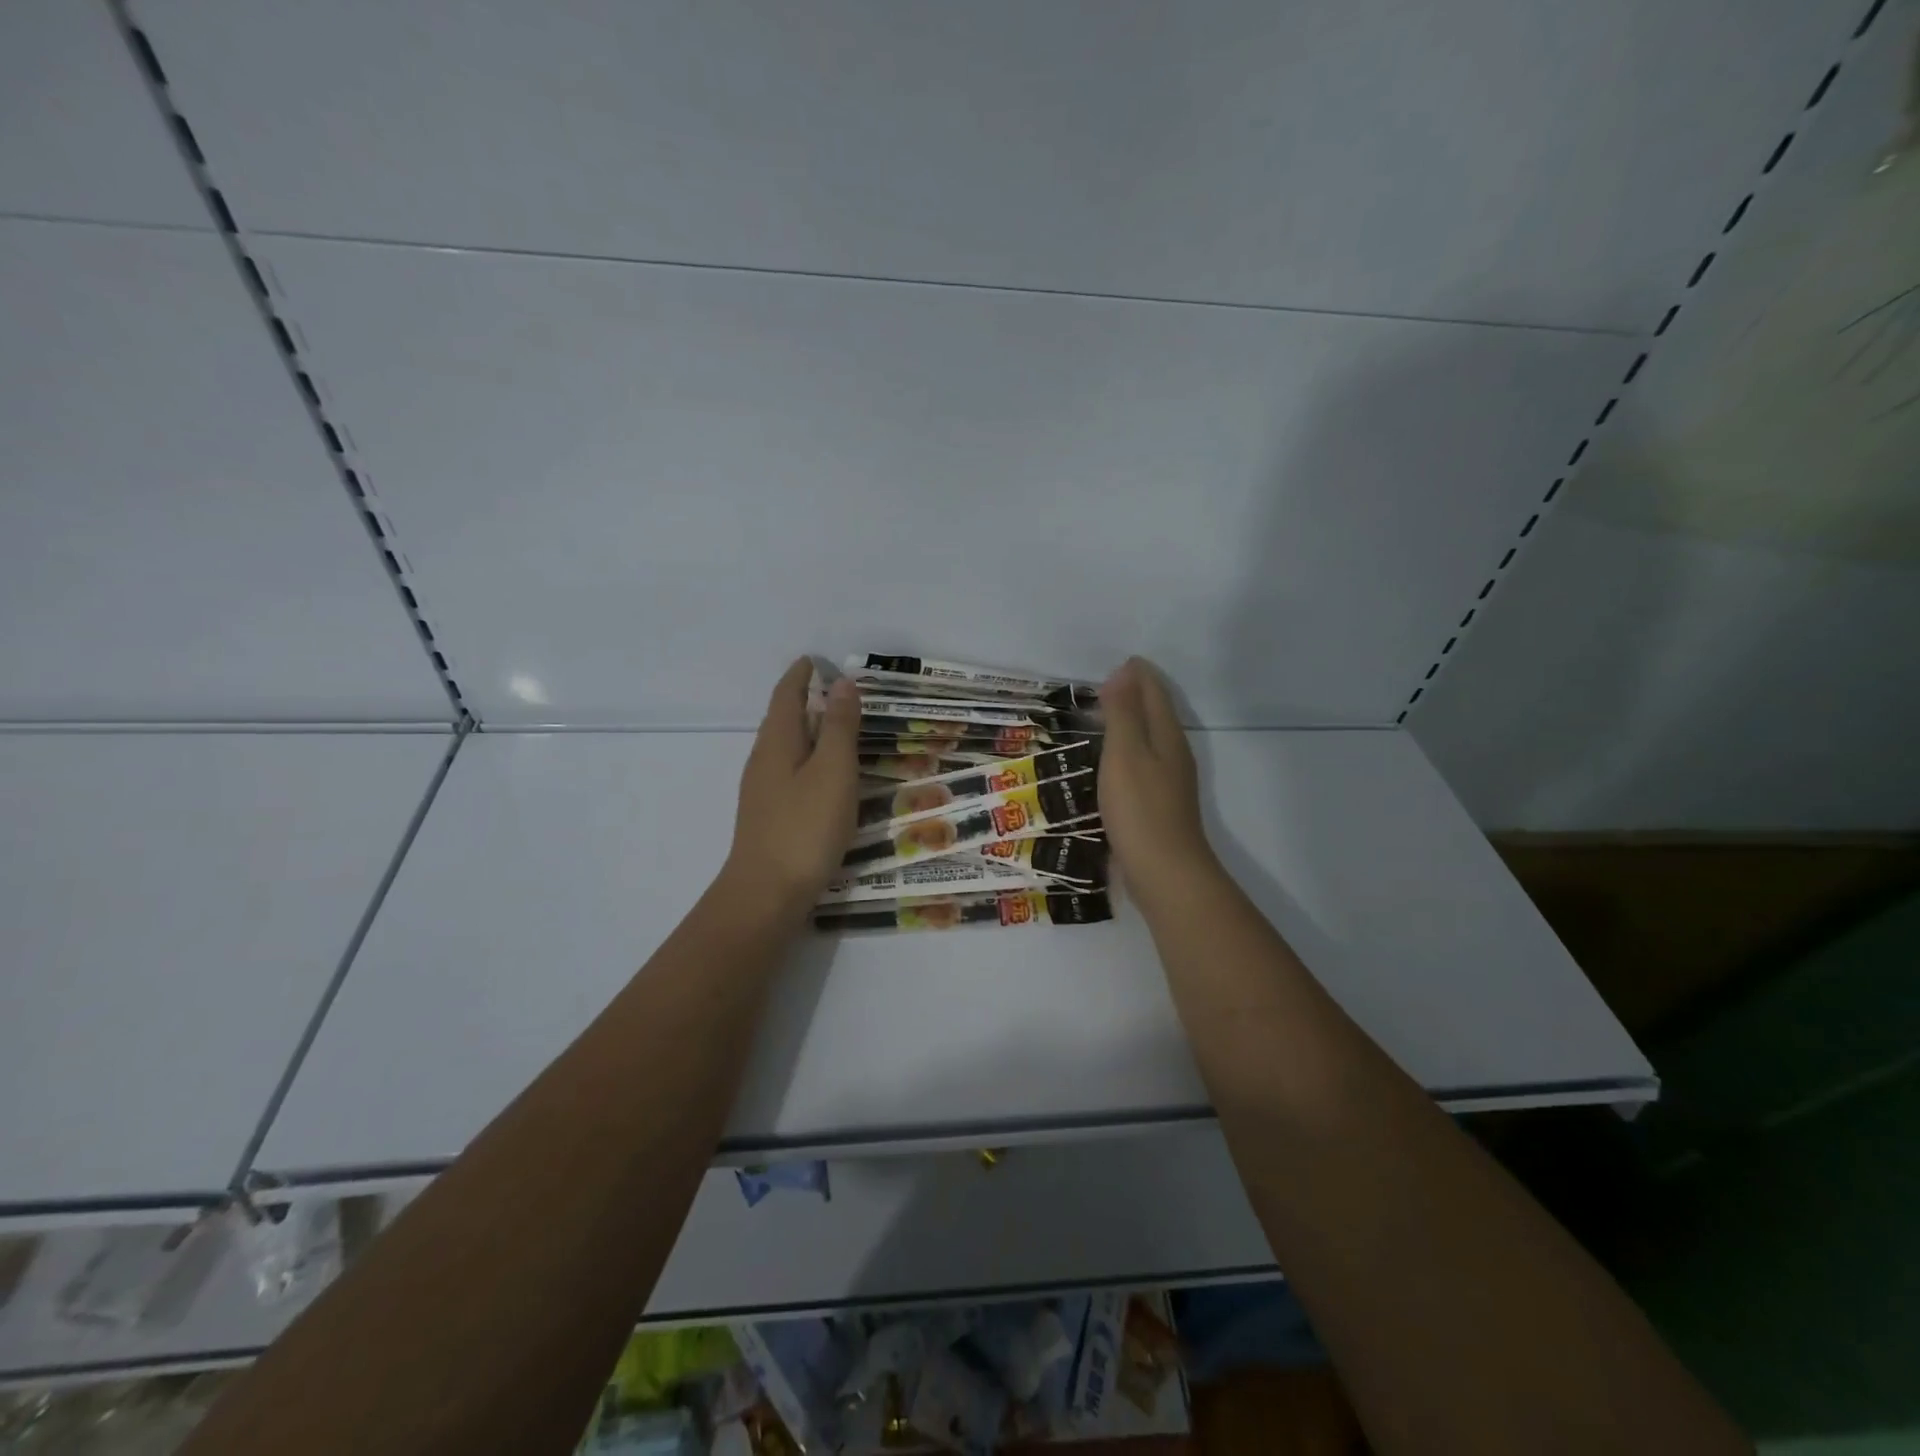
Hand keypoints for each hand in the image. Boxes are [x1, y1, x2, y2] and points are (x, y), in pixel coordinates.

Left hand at [723, 658, 861, 911]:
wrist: (766, 892)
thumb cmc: (805, 827)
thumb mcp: (833, 771)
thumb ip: (839, 727)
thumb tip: (842, 683)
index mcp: (778, 742)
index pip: (786, 695)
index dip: (800, 675)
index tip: (816, 660)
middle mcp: (763, 759)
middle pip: (781, 718)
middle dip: (803, 699)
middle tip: (835, 691)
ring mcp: (761, 790)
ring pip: (784, 747)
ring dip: (806, 730)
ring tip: (834, 728)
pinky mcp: (768, 815)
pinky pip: (787, 771)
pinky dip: (806, 758)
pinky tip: (822, 776)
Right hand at [1099, 658, 1217, 904]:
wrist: (1164, 872)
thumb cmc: (1140, 808)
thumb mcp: (1125, 753)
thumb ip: (1124, 713)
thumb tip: (1126, 672)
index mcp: (1167, 736)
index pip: (1154, 693)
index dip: (1138, 675)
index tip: (1117, 663)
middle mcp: (1173, 754)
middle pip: (1156, 714)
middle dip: (1135, 696)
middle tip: (1103, 687)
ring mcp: (1169, 782)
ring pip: (1150, 740)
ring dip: (1130, 724)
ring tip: (1102, 718)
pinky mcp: (1159, 805)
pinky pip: (1142, 764)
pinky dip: (1127, 751)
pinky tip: (1110, 763)